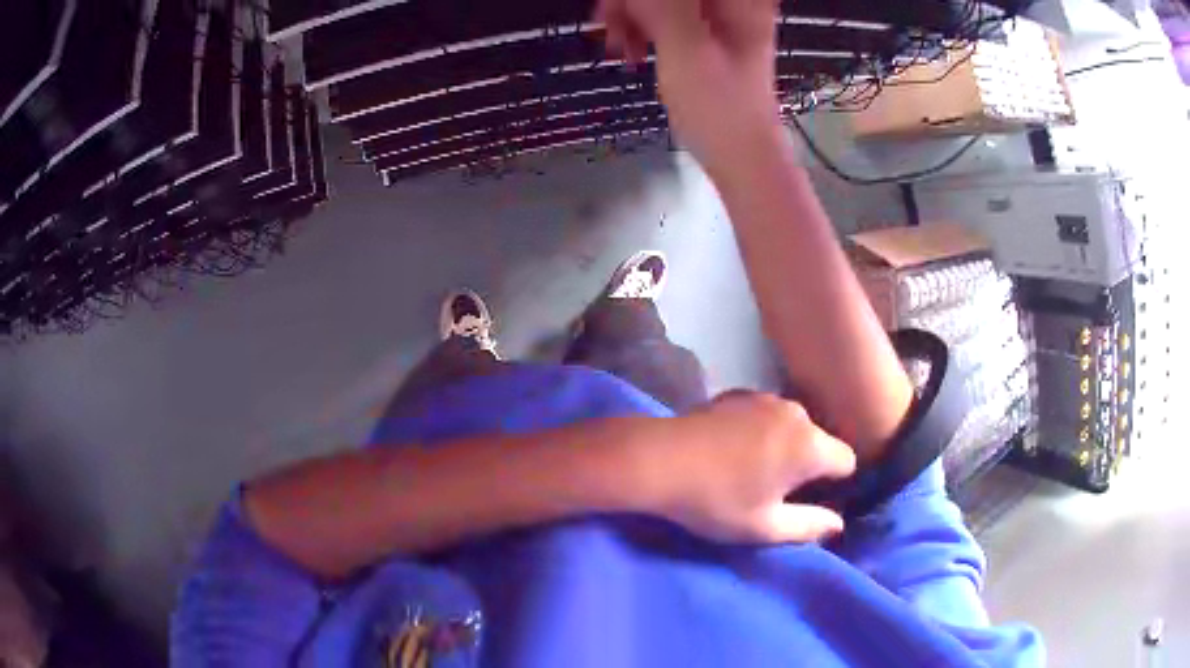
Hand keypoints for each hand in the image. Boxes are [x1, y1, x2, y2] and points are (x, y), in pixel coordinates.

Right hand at [595, 0, 784, 171]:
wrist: (741, 156)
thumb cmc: (721, 109)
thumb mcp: (686, 49)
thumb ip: (660, 6)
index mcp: (737, 0)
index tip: (618, 8)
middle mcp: (730, 3)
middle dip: (632, 3)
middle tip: (609, 25)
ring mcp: (717, 17)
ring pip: (661, 1)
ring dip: (632, 15)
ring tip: (619, 46)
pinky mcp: (704, 32)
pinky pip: (663, 14)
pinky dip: (642, 27)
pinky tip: (631, 49)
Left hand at [632, 392, 856, 543]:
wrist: (657, 459)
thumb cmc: (716, 500)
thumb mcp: (764, 527)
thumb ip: (810, 526)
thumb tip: (838, 525)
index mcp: (810, 446)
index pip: (846, 461)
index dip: (833, 484)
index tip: (807, 501)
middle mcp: (795, 413)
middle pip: (819, 442)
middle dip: (807, 465)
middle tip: (774, 491)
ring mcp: (765, 398)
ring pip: (792, 427)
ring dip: (783, 446)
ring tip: (748, 471)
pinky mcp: (738, 393)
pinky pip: (765, 415)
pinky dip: (760, 431)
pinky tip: (729, 450)